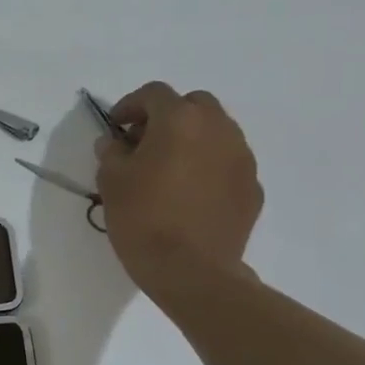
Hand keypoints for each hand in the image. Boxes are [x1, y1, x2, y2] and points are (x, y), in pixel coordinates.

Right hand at [94, 80, 262, 304]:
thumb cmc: (143, 219)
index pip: (154, 93)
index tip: (116, 128)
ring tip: (169, 170)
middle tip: (145, 143)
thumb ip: (111, 152)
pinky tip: (190, 195)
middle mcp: (218, 129)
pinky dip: (209, 167)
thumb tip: (115, 142)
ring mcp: (242, 158)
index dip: (130, 105)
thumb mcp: (111, 181)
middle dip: (168, 117)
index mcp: (180, 120)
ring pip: (216, 132)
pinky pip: (228, 163)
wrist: (191, 271)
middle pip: (193, 105)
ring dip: (192, 140)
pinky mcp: (253, 187)